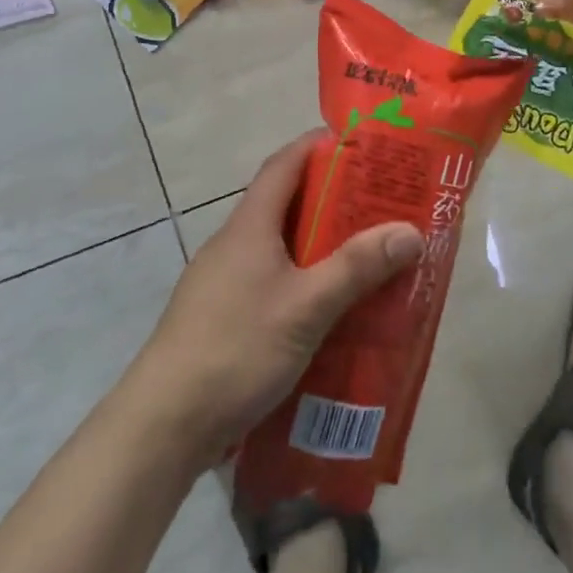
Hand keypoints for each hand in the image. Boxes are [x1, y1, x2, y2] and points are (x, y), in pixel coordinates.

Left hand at [131, 132, 423, 463]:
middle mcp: (233, 244)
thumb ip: (358, 267)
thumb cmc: (236, 349)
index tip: (361, 145)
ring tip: (366, 257)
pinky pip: (271, 282)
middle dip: (333, 200)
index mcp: (249, 226)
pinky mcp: (221, 318)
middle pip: (286, 204)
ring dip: (320, 246)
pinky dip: (303, 282)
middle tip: (381, 207)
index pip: (284, 164)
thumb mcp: (307, 306)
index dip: (319, 146)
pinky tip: (329, 310)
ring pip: (280, 248)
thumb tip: (411, 231)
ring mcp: (223, 283)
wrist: (162, 427)